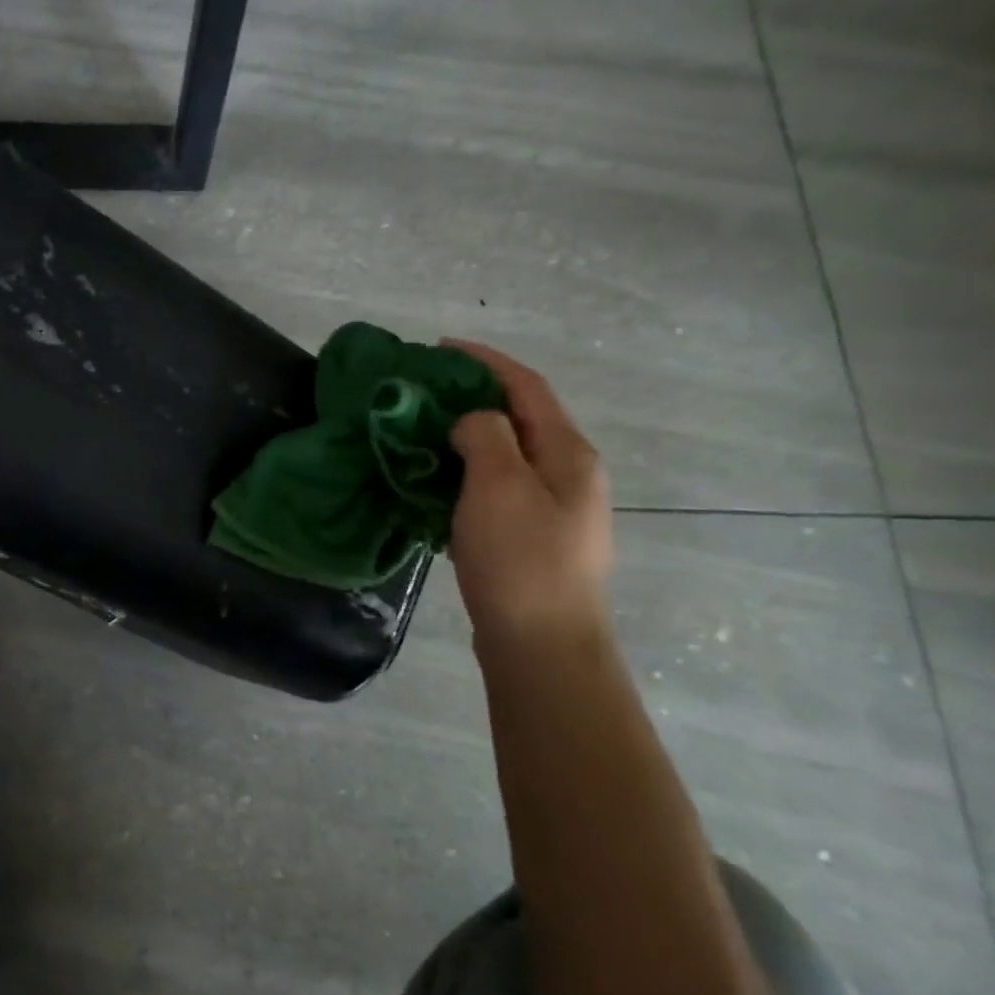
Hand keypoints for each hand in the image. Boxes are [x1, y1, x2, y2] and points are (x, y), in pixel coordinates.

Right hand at [443, 339, 612, 641]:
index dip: (485, 361)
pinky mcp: (535, 539)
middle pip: (521, 419)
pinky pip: (499, 489)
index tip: (440, 347)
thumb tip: (474, 420)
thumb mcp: (497, 485)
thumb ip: (485, 436)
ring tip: (423, 435)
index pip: (527, 387)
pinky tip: (438, 485)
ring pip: (508, 456)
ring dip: (467, 437)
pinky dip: (468, 474)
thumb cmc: (520, 560)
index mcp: (569, 454)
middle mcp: (571, 475)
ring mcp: (556, 510)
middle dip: (474, 398)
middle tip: (424, 394)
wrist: (542, 646)